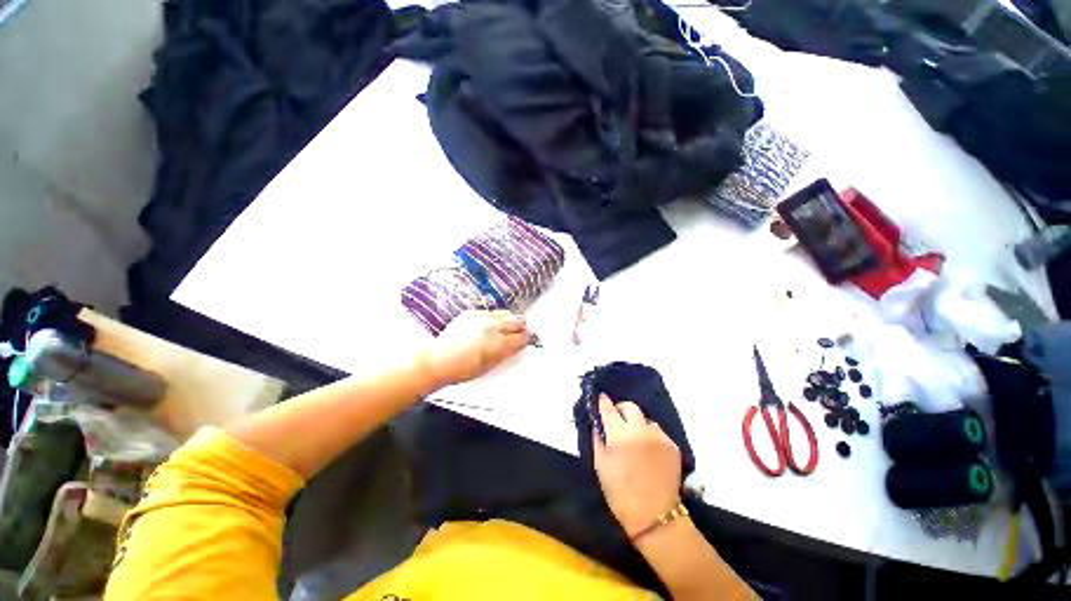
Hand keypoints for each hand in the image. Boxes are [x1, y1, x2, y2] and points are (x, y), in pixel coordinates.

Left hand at [421, 310, 529, 388]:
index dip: (526, 339)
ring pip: (506, 313)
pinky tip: (486, 327)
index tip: (525, 341)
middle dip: (520, 327)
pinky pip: (490, 312)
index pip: (523, 336)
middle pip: (519, 320)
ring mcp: (482, 317)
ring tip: (502, 329)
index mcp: (499, 343)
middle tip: (516, 334)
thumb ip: (507, 353)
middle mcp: (493, 326)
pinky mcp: (472, 313)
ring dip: (508, 321)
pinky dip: (493, 318)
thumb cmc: (463, 369)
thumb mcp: (490, 366)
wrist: (438, 360)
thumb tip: (518, 345)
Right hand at [593, 394, 682, 535]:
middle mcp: (641, 429)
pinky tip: (647, 449)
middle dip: (621, 409)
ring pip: (645, 418)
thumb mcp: (601, 466)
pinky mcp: (672, 445)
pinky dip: (649, 435)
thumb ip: (598, 440)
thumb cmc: (620, 493)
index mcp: (620, 434)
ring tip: (634, 437)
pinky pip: (657, 431)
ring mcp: (659, 436)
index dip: (603, 402)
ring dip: (636, 423)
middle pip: (630, 406)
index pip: (609, 409)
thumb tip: (598, 424)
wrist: (655, 517)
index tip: (600, 398)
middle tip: (616, 418)